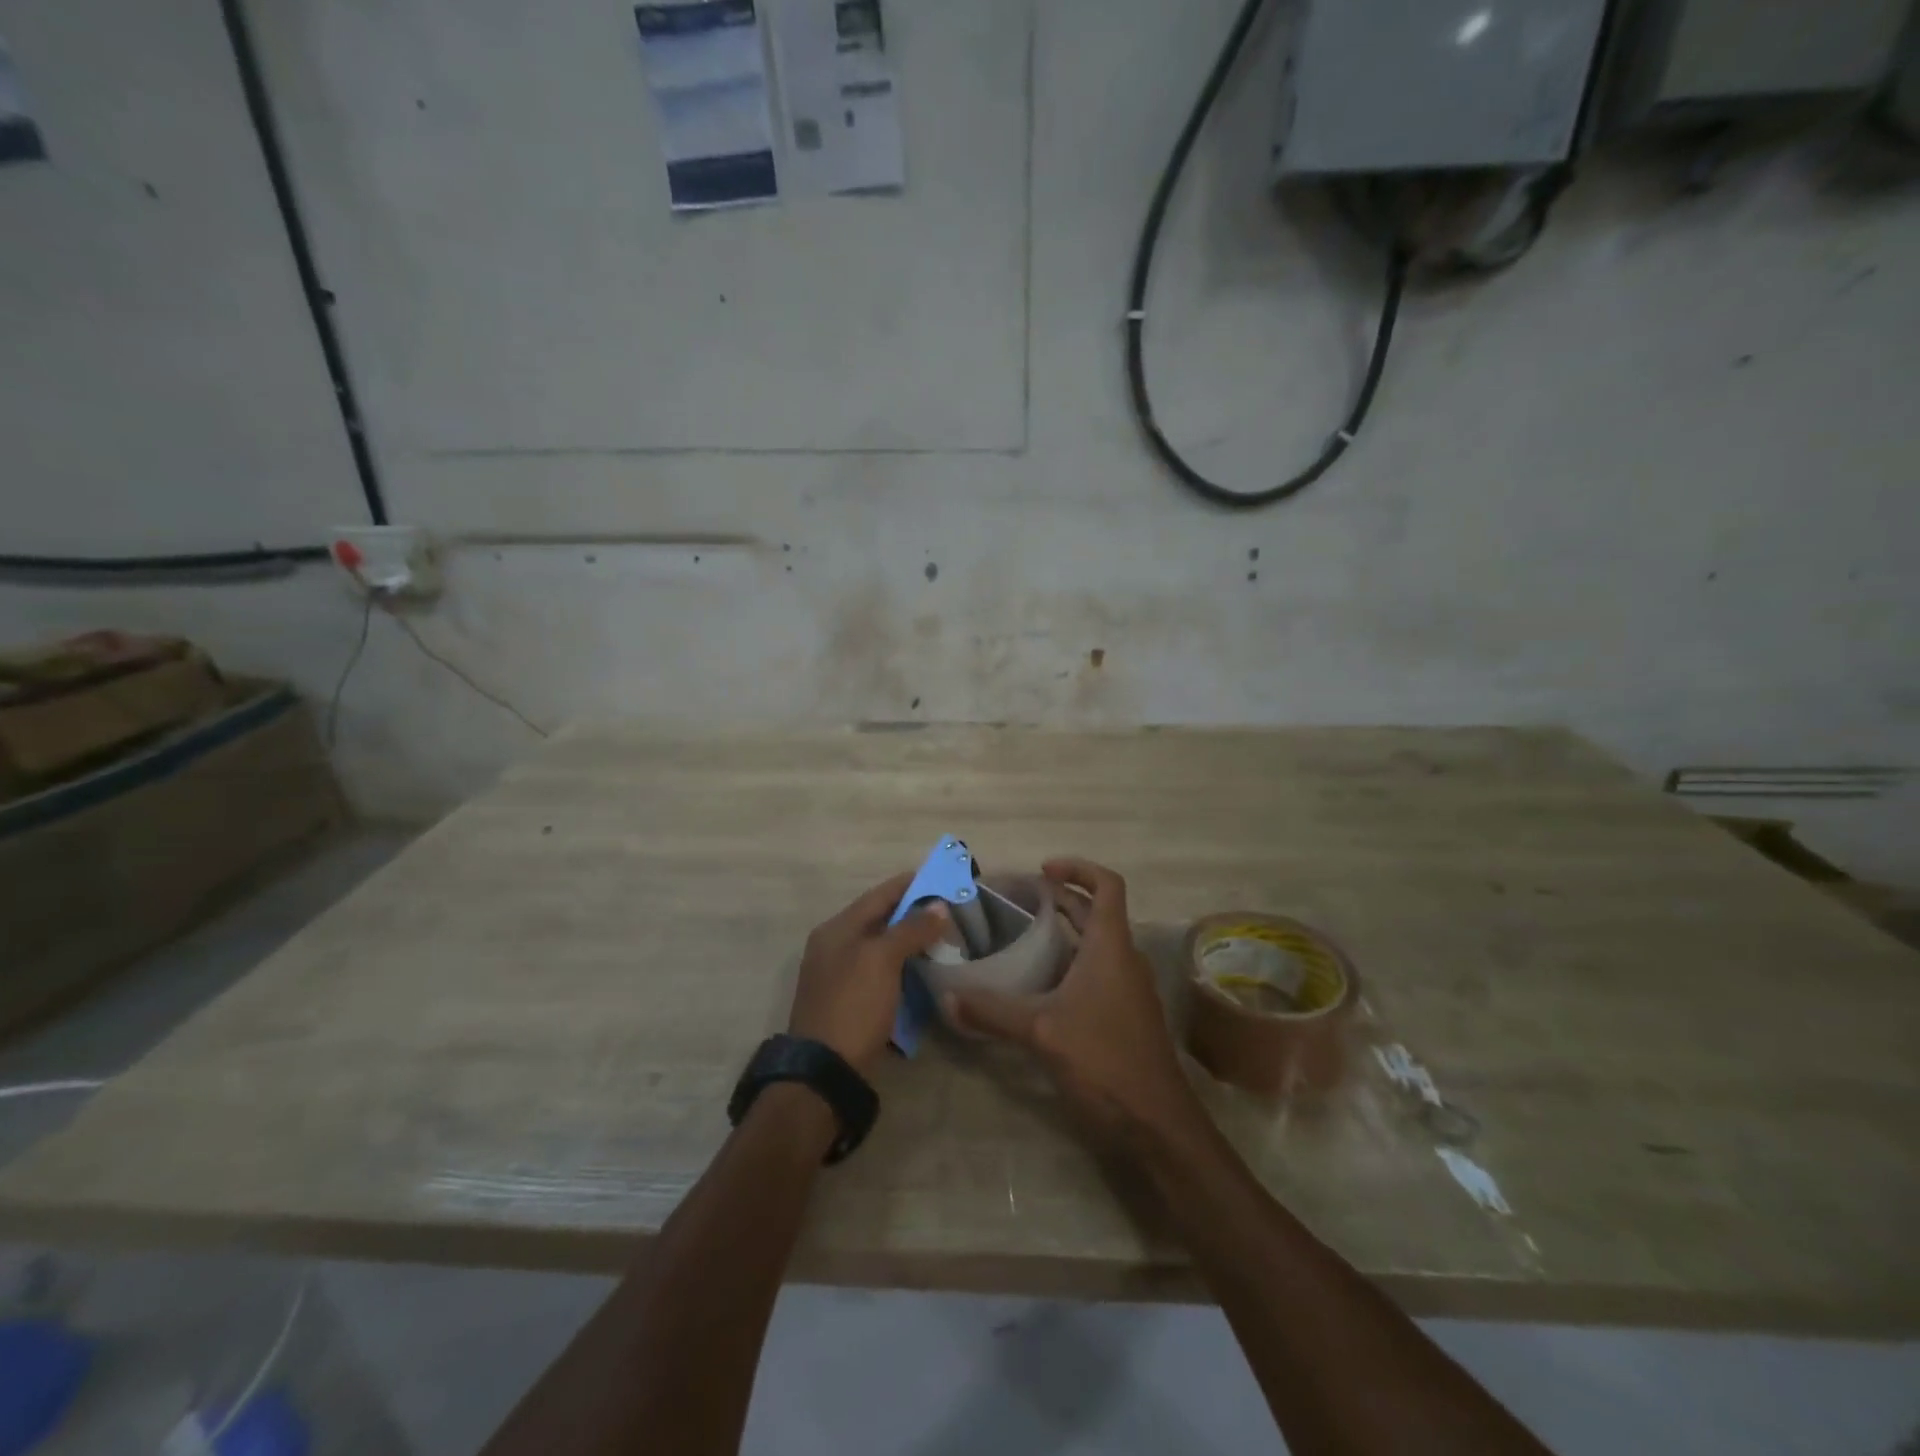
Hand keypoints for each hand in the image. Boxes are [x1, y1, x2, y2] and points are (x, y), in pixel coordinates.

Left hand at [790, 873, 949, 1076]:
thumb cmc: (853, 1006)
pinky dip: (903, 964)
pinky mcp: (850, 1000)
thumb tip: (939, 905)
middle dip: (915, 911)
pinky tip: (925, 967)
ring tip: (945, 935)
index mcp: (837, 929)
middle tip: (951, 908)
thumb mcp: (882, 961)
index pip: (879, 894)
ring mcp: (840, 974)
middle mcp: (835, 945)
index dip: (911, 883)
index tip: (944, 876)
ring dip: (911, 938)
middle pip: (880, 918)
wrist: (824, 1071)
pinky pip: (881, 970)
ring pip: (882, 945)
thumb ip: (910, 929)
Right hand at [944, 858, 1201, 1143]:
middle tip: (1018, 901)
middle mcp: (1124, 958)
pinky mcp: (1125, 1014)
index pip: (1107, 885)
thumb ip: (993, 1012)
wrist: (1157, 1123)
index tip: (1043, 870)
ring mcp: (1128, 988)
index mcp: (1111, 946)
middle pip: (1096, 912)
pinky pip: (1097, 972)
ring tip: (1022, 937)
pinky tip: (1039, 986)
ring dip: (1064, 933)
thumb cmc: (1104, 1060)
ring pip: (1096, 944)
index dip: (1078, 868)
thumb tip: (948, 998)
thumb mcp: (1042, 1032)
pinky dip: (1069, 964)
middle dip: (1061, 900)